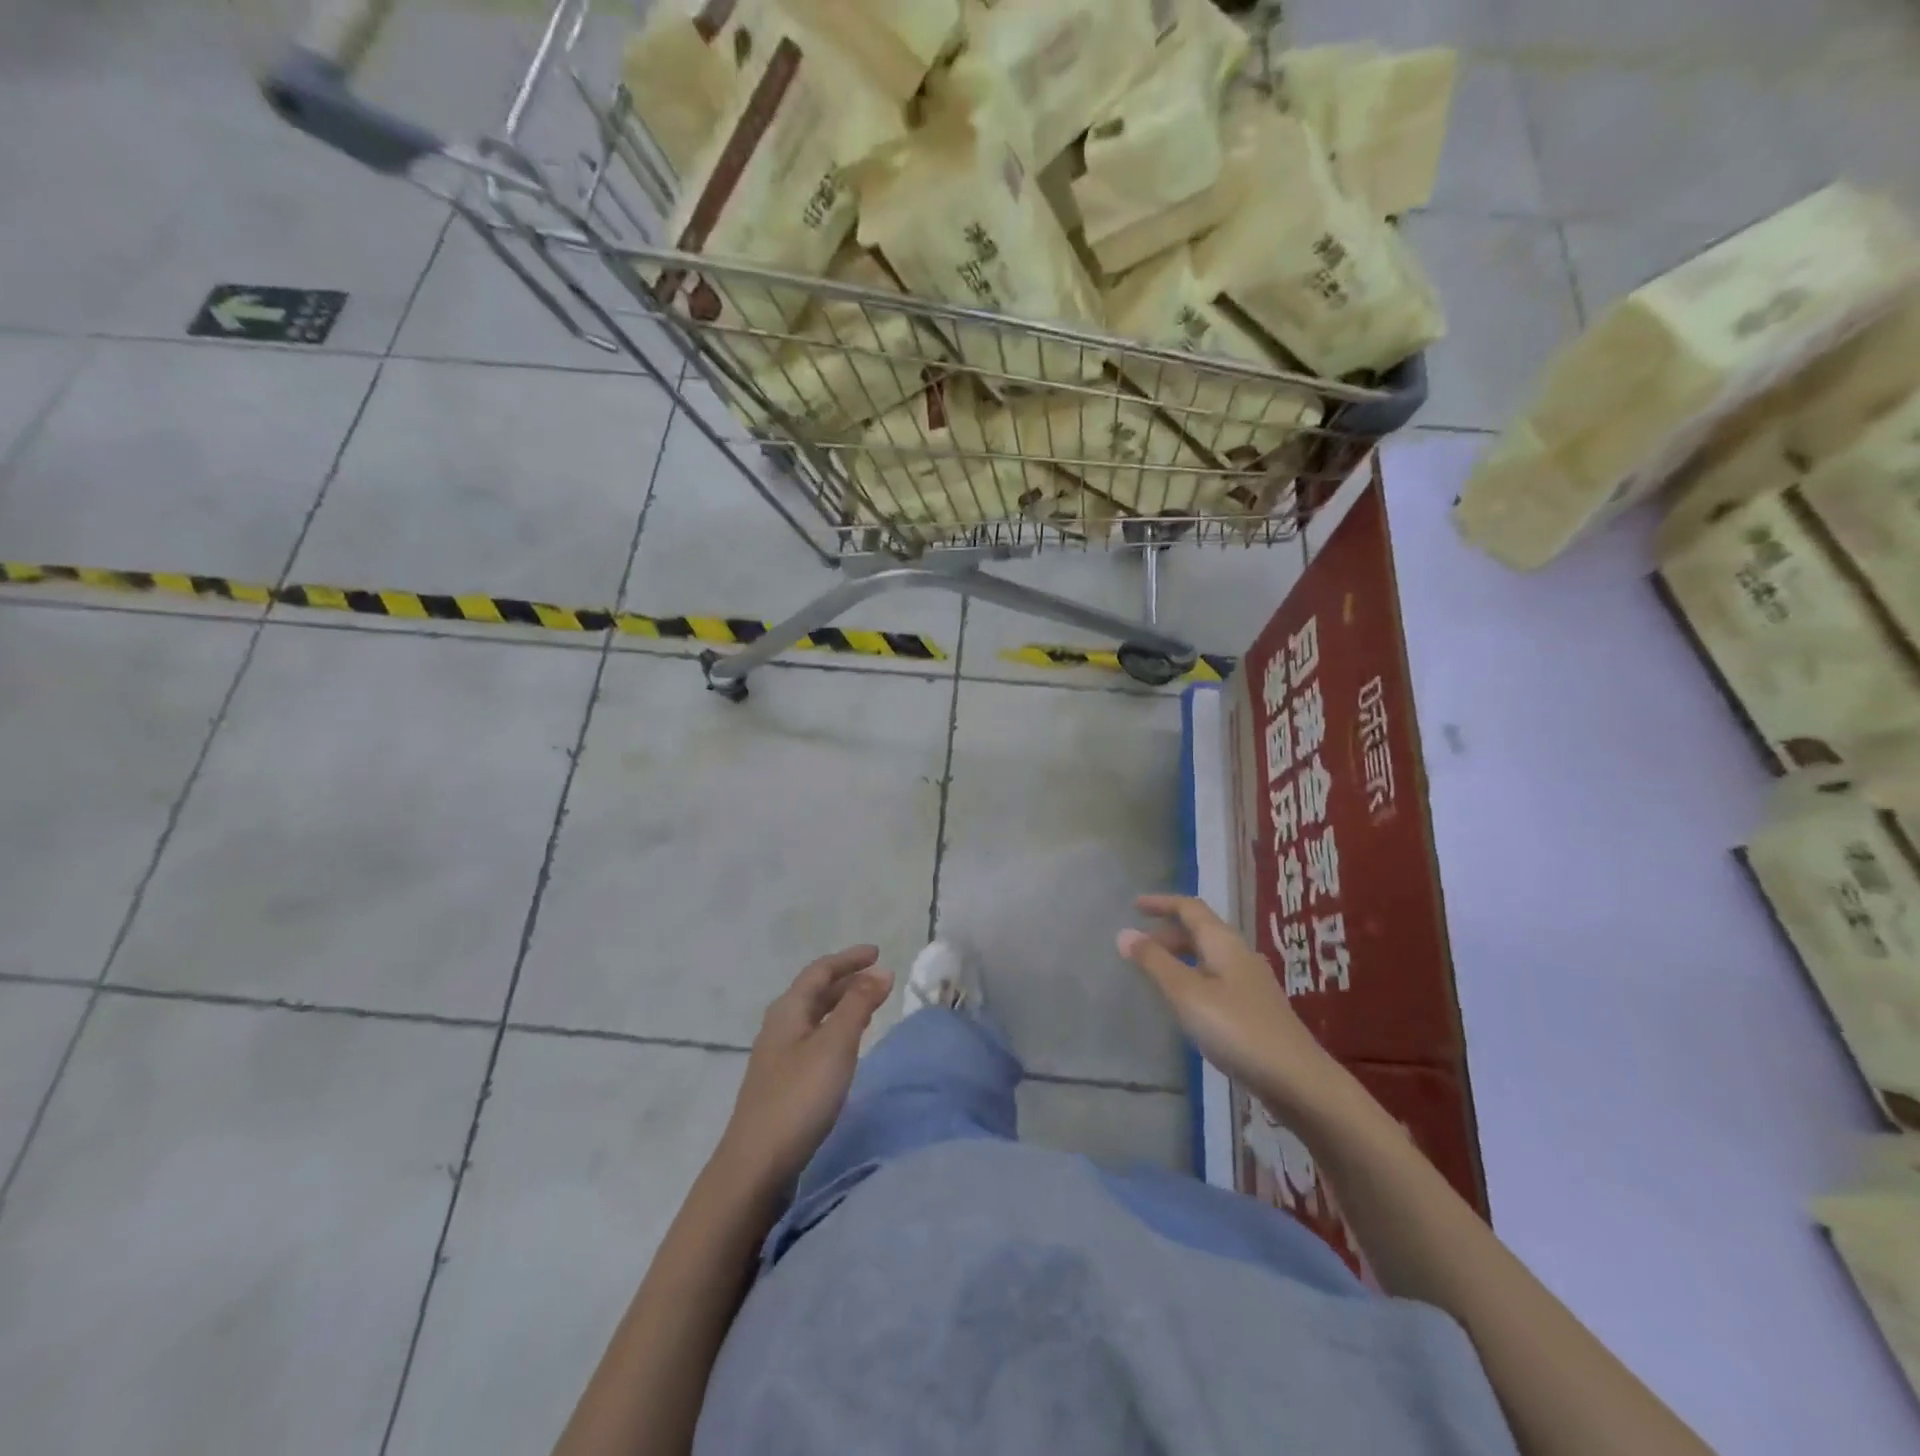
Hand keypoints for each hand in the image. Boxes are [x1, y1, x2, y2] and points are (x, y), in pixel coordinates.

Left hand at [717, 946, 894, 1192]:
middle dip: (847, 980)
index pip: (820, 970)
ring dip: (841, 1005)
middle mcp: (779, 1026)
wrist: (755, 1166)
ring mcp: (777, 1056)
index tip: (877, 953)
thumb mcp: (835, 1045)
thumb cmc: (798, 1097)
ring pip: (814, 1017)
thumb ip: (859, 1005)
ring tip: (869, 1005)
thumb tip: (882, 971)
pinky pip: (813, 1039)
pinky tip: (845, 1047)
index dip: (849, 959)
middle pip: (815, 992)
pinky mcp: (782, 1083)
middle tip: (879, 978)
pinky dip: (835, 1029)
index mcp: (788, 1010)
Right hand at [1117, 895, 1340, 1116]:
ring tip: (1155, 974)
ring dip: (1180, 957)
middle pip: (1200, 931)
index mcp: (1224, 943)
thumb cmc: (1237, 1030)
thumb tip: (1124, 933)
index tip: (1134, 905)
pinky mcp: (1256, 1009)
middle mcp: (1240, 955)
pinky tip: (1186, 1003)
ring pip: (1208, 956)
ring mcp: (1251, 983)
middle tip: (1138, 948)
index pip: (1190, 908)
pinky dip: (1193, 978)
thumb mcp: (1187, 995)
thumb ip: (1155, 963)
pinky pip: (1216, 978)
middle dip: (1167, 934)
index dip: (1162, 903)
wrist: (1298, 1081)